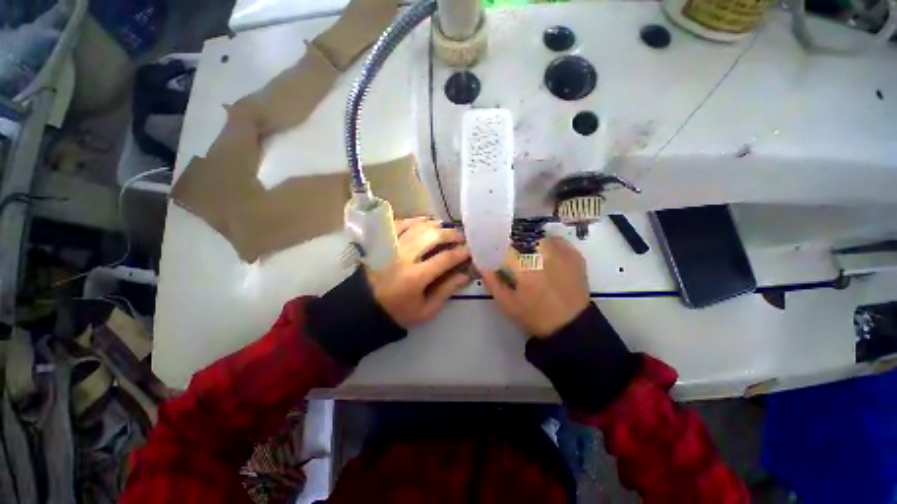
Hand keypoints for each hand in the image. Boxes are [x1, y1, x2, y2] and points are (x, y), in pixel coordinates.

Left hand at [368, 218, 472, 327]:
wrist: (365, 307)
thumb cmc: (398, 312)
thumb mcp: (427, 309)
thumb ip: (447, 290)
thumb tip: (466, 274)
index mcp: (415, 277)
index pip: (445, 258)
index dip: (461, 252)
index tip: (471, 250)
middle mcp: (403, 256)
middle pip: (433, 236)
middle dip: (452, 234)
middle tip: (461, 237)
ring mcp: (391, 246)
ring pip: (418, 226)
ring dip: (436, 226)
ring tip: (446, 230)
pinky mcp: (382, 242)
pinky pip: (401, 223)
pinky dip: (416, 221)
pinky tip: (425, 223)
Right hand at [481, 236, 589, 337]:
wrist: (571, 326)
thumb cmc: (535, 316)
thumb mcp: (507, 303)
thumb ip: (492, 282)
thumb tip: (482, 265)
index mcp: (524, 266)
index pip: (504, 247)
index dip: (496, 248)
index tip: (493, 254)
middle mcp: (543, 254)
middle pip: (521, 238)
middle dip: (513, 245)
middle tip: (510, 256)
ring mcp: (561, 253)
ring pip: (539, 237)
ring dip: (529, 243)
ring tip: (528, 255)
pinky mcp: (574, 256)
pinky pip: (556, 241)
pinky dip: (548, 244)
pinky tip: (544, 256)